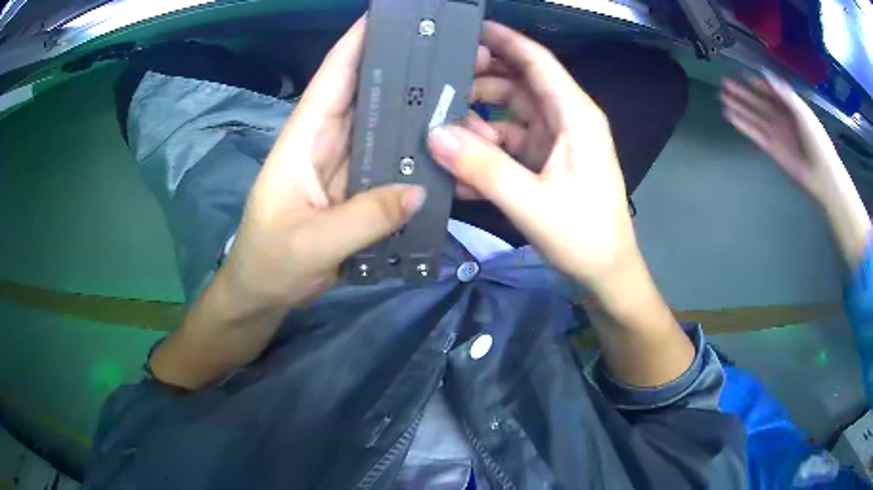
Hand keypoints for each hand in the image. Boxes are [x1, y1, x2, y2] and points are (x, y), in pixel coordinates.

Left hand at [151, 18, 427, 388]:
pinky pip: (390, 163)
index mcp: (303, 140)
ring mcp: (345, 167)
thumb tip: (419, 190)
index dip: (357, 42)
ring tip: (460, 96)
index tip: (390, 17)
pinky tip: (445, 149)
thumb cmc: (269, 263)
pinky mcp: (358, 190)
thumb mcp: (310, 244)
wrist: (263, 293)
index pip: (332, 77)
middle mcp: (326, 143)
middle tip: (449, 54)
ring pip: (384, 127)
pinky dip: (415, 154)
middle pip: (367, 94)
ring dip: (415, 112)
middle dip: (402, 70)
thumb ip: (363, 219)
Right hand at [428, 21, 635, 287]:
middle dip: (480, 82)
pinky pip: (508, 146)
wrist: (605, 274)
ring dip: (477, 123)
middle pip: (518, 85)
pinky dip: (485, 152)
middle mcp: (566, 122)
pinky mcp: (545, 164)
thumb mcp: (533, 203)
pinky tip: (459, 167)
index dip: (506, 41)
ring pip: (508, 115)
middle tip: (436, 86)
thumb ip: (485, 168)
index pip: (538, 63)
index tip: (470, 28)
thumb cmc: (584, 236)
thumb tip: (435, 135)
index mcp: (575, 117)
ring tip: (441, 134)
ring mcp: (555, 143)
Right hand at [721, 74, 870, 265]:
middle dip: (743, 93)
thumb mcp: (803, 112)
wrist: (821, 175)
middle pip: (758, 103)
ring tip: (723, 98)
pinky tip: (731, 117)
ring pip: (753, 117)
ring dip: (739, 108)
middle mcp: (780, 118)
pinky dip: (742, 126)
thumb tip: (765, 74)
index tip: (743, 75)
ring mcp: (775, 134)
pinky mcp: (770, 149)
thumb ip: (784, 94)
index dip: (757, 84)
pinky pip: (753, 134)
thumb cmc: (817, 141)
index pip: (770, 92)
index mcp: (789, 107)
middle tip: (725, 83)